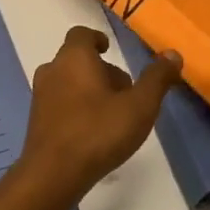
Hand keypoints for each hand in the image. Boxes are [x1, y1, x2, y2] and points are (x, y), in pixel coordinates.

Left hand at [16, 27, 181, 195]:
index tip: (110, 50)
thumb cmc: (98, 132)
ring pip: (67, 82)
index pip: (81, 34)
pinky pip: (59, 104)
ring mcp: (40, 96)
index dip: (96, 39)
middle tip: (124, 91)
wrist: (53, 174)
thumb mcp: (139, 106)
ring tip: (111, 113)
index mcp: (74, 58)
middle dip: (100, 70)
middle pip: (76, 60)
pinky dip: (75, 108)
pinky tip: (92, 132)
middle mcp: (52, 70)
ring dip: (88, 90)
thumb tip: (173, 54)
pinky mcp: (36, 120)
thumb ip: (157, 79)